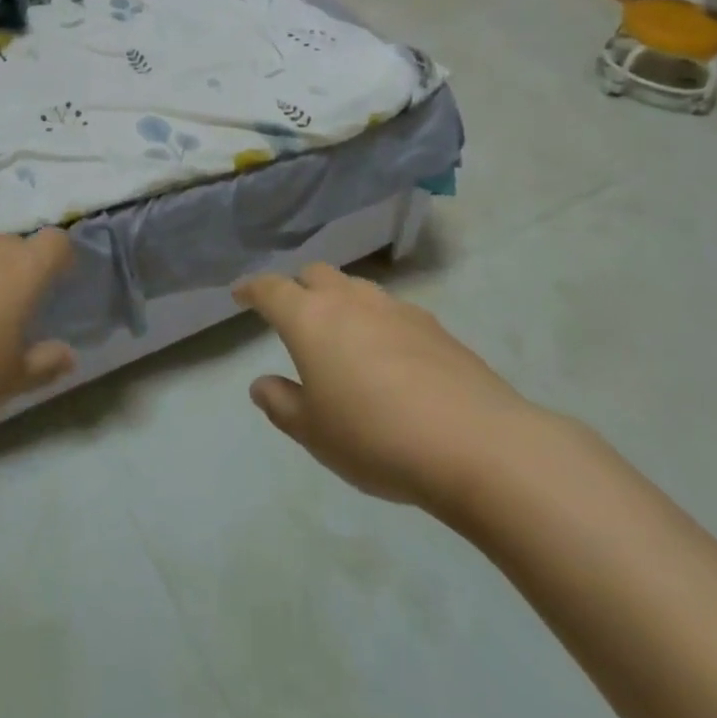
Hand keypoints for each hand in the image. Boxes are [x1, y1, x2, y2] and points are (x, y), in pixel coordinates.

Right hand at [233, 263, 537, 519]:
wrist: (475, 443)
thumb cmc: (376, 437)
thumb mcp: (315, 433)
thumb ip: (282, 405)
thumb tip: (261, 384)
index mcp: (310, 319)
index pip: (271, 289)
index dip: (252, 289)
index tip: (241, 293)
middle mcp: (349, 300)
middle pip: (316, 274)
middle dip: (299, 288)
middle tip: (295, 316)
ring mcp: (395, 308)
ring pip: (356, 288)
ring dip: (341, 301)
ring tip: (343, 335)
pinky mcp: (434, 325)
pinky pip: (392, 310)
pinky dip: (378, 322)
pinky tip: (389, 357)